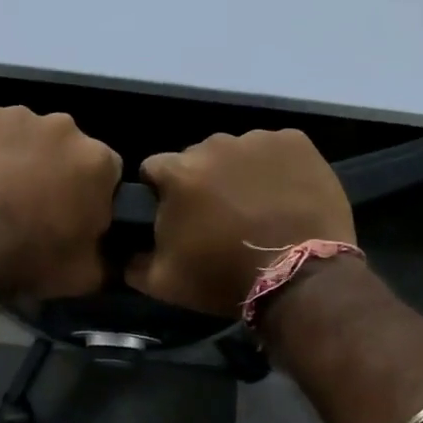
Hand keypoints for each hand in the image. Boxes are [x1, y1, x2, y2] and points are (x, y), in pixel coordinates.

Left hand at [0, 105, 121, 299]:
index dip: (91, 194)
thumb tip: (109, 251)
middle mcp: (64, 127)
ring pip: (27, 135)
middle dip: (56, 169)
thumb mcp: (86, 275)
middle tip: (33, 204)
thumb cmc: (29, 260)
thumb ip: (107, 255)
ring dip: (20, 156)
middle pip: (67, 147)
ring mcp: (18, 116)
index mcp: (98, 161)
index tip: (73, 215)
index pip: (108, 172)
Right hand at [128, 130, 354, 317]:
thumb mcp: (165, 283)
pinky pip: (276, 149)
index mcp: (178, 172)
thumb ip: (133, 262)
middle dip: (202, 182)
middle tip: (220, 217)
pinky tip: (285, 195)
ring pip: (237, 152)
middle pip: (197, 158)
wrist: (300, 277)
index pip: (154, 169)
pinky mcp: (296, 142)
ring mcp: (258, 139)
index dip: (162, 193)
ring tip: (258, 207)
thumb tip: (123, 251)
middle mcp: (214, 145)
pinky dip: (276, 167)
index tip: (178, 216)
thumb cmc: (225, 277)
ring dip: (239, 173)